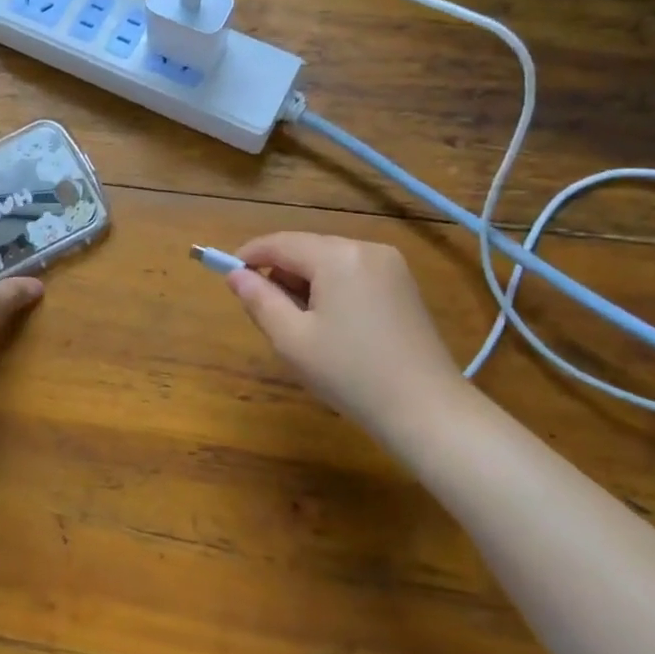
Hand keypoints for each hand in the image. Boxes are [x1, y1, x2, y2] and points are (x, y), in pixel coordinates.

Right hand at [226, 232, 466, 438]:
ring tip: (299, 324)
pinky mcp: (403, 284)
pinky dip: (332, 288)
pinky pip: (353, 273)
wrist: (427, 410)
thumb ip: (259, 300)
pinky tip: (331, 324)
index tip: (228, 274)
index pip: (280, 243)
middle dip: (280, 272)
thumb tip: (235, 274)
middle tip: (265, 311)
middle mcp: (365, 248)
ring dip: (306, 282)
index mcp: (337, 256)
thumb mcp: (292, 340)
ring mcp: (390, 265)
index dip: (249, 255)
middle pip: (306, 249)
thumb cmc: (350, 374)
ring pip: (330, 261)